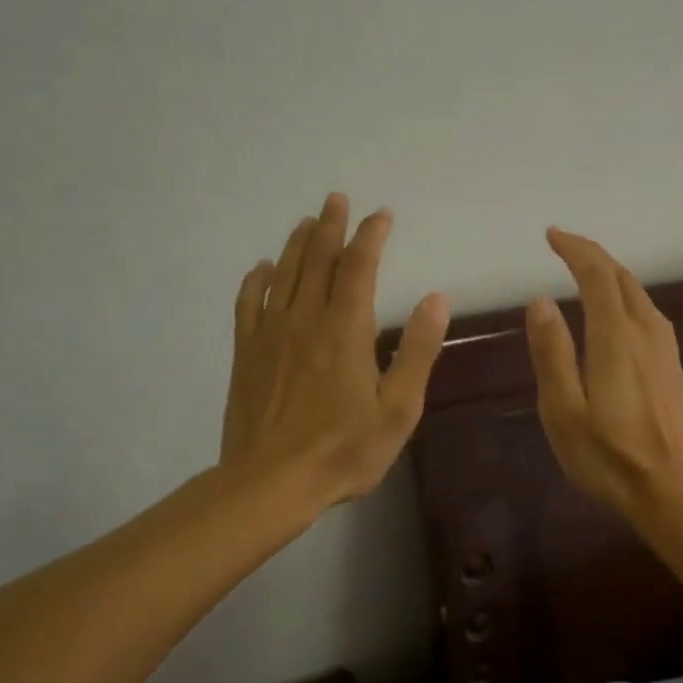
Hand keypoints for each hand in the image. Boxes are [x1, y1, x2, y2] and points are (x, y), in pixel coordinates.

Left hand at [222, 194, 449, 508]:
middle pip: (318, 261)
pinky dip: (257, 281)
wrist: (271, 483)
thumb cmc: (344, 450)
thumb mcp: (398, 408)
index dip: (371, 237)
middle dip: (331, 227)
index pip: (359, 268)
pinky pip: (249, 305)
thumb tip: (436, 299)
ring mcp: (270, 335)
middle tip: (337, 199)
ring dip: (298, 244)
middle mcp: (305, 320)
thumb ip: (417, 351)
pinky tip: (262, 269)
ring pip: (284, 275)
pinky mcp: (246, 355)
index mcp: (345, 330)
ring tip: (308, 221)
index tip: (381, 215)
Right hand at [526, 228, 682, 515]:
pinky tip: (616, 313)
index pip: (597, 275)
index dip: (575, 249)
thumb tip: (541, 301)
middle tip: (565, 247)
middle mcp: (646, 331)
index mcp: (616, 336)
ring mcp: (665, 348)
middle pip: (622, 278)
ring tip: (585, 273)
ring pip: (639, 294)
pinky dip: (625, 297)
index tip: (552, 235)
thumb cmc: (606, 455)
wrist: (669, 489)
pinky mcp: (673, 366)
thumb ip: (552, 352)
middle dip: (594, 256)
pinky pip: (648, 313)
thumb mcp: (563, 409)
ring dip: (611, 275)